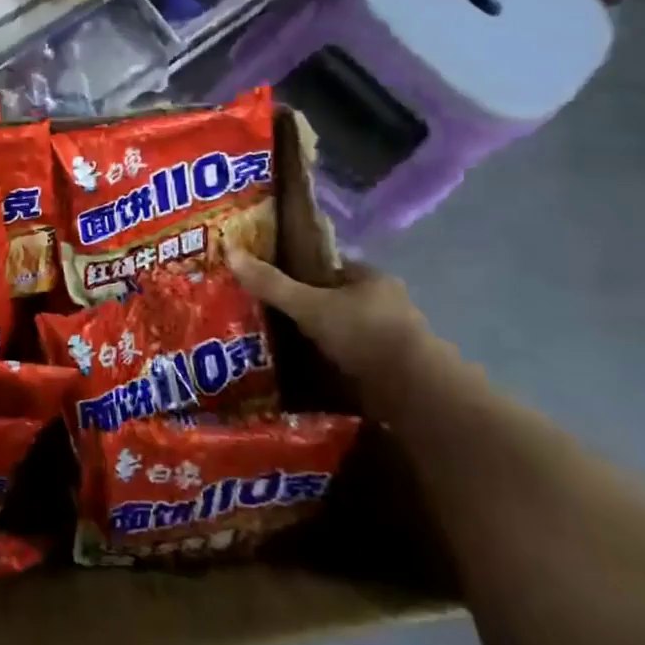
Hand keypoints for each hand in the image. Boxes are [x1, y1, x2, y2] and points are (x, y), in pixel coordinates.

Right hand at [227, 251, 437, 414]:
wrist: (415, 393)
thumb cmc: (364, 334)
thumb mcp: (310, 305)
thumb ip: (271, 283)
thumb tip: (229, 251)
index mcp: (372, 278)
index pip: (330, 267)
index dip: (301, 271)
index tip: (273, 282)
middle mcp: (387, 304)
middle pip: (337, 300)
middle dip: (309, 308)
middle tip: (269, 315)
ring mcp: (392, 339)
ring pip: (345, 331)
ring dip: (321, 339)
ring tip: (280, 346)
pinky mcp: (392, 371)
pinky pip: (352, 359)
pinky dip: (332, 364)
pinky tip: (306, 371)